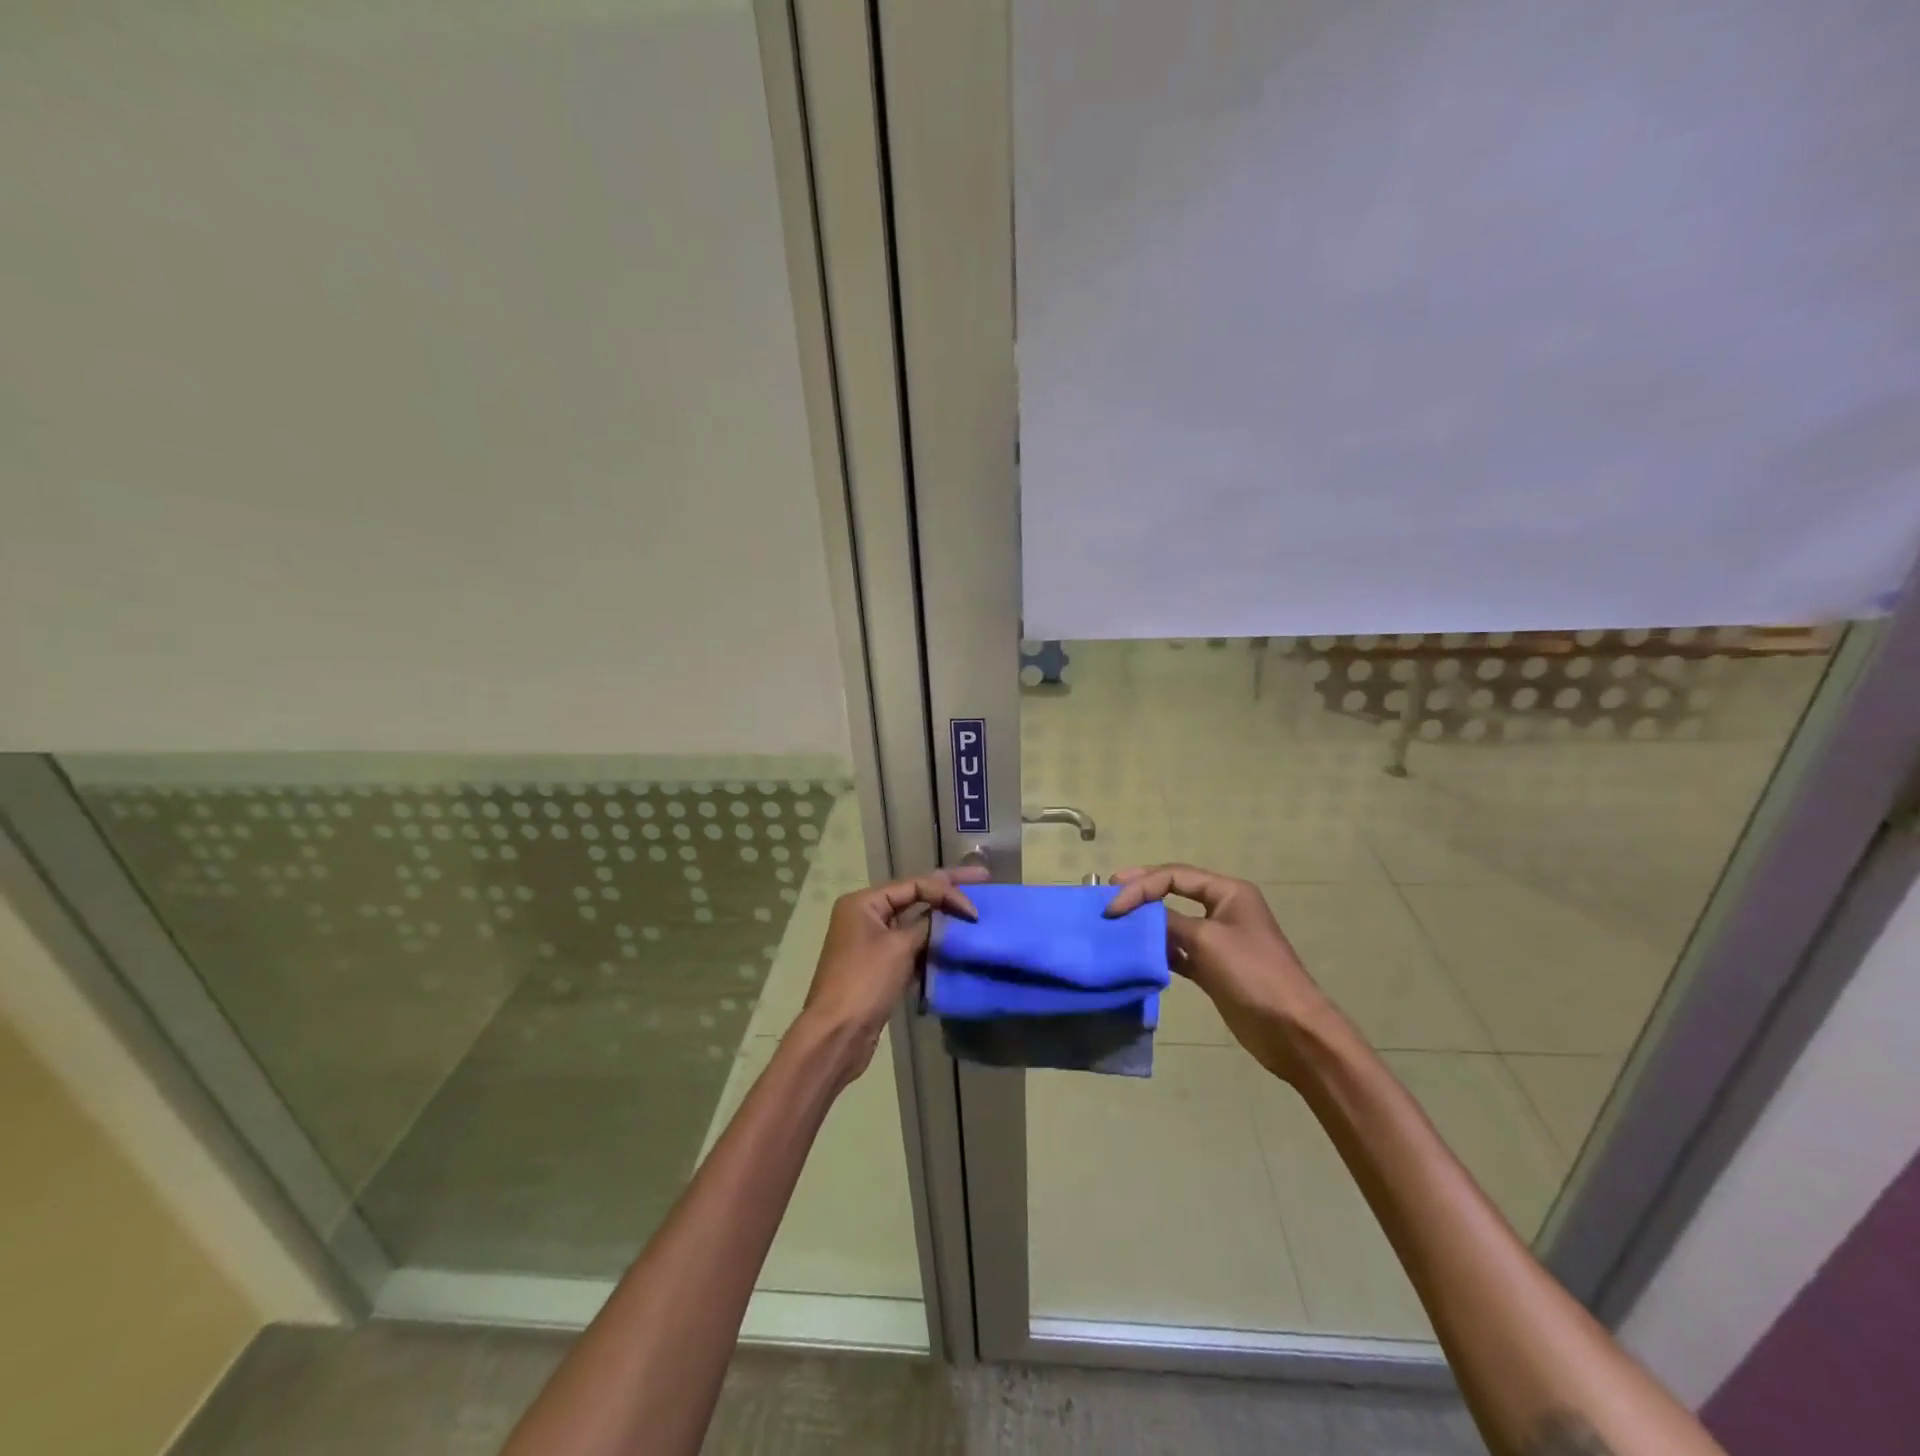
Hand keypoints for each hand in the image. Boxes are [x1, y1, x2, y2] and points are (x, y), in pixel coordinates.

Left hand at [796, 867, 987, 1082]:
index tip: (974, 910)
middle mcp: (866, 917)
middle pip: (914, 898)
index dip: (947, 892)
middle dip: (947, 892)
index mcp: (864, 903)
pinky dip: (932, 946)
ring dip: (942, 922)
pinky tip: (957, 946)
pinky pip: (911, 949)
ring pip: (914, 925)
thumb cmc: (864, 982)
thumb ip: (927, 925)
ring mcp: (872, 943)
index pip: (913, 885)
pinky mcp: (880, 968)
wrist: (837, 1035)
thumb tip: (949, 915)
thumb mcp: (899, 947)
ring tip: (974, 914)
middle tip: (982, 879)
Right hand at [1105, 863, 1338, 1081]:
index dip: (1142, 885)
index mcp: (1229, 892)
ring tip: (1116, 925)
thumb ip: (1169, 923)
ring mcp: (1218, 940)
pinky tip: (1138, 954)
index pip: (1176, 876)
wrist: (1291, 1030)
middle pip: (1174, 892)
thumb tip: (1138, 916)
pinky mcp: (1212, 968)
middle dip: (1142, 894)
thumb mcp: (1207, 940)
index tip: (1113, 903)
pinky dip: (1158, 950)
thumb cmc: (1253, 974)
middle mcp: (1223, 910)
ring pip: (1173, 922)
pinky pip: (1178, 950)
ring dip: (1147, 923)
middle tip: (1109, 898)